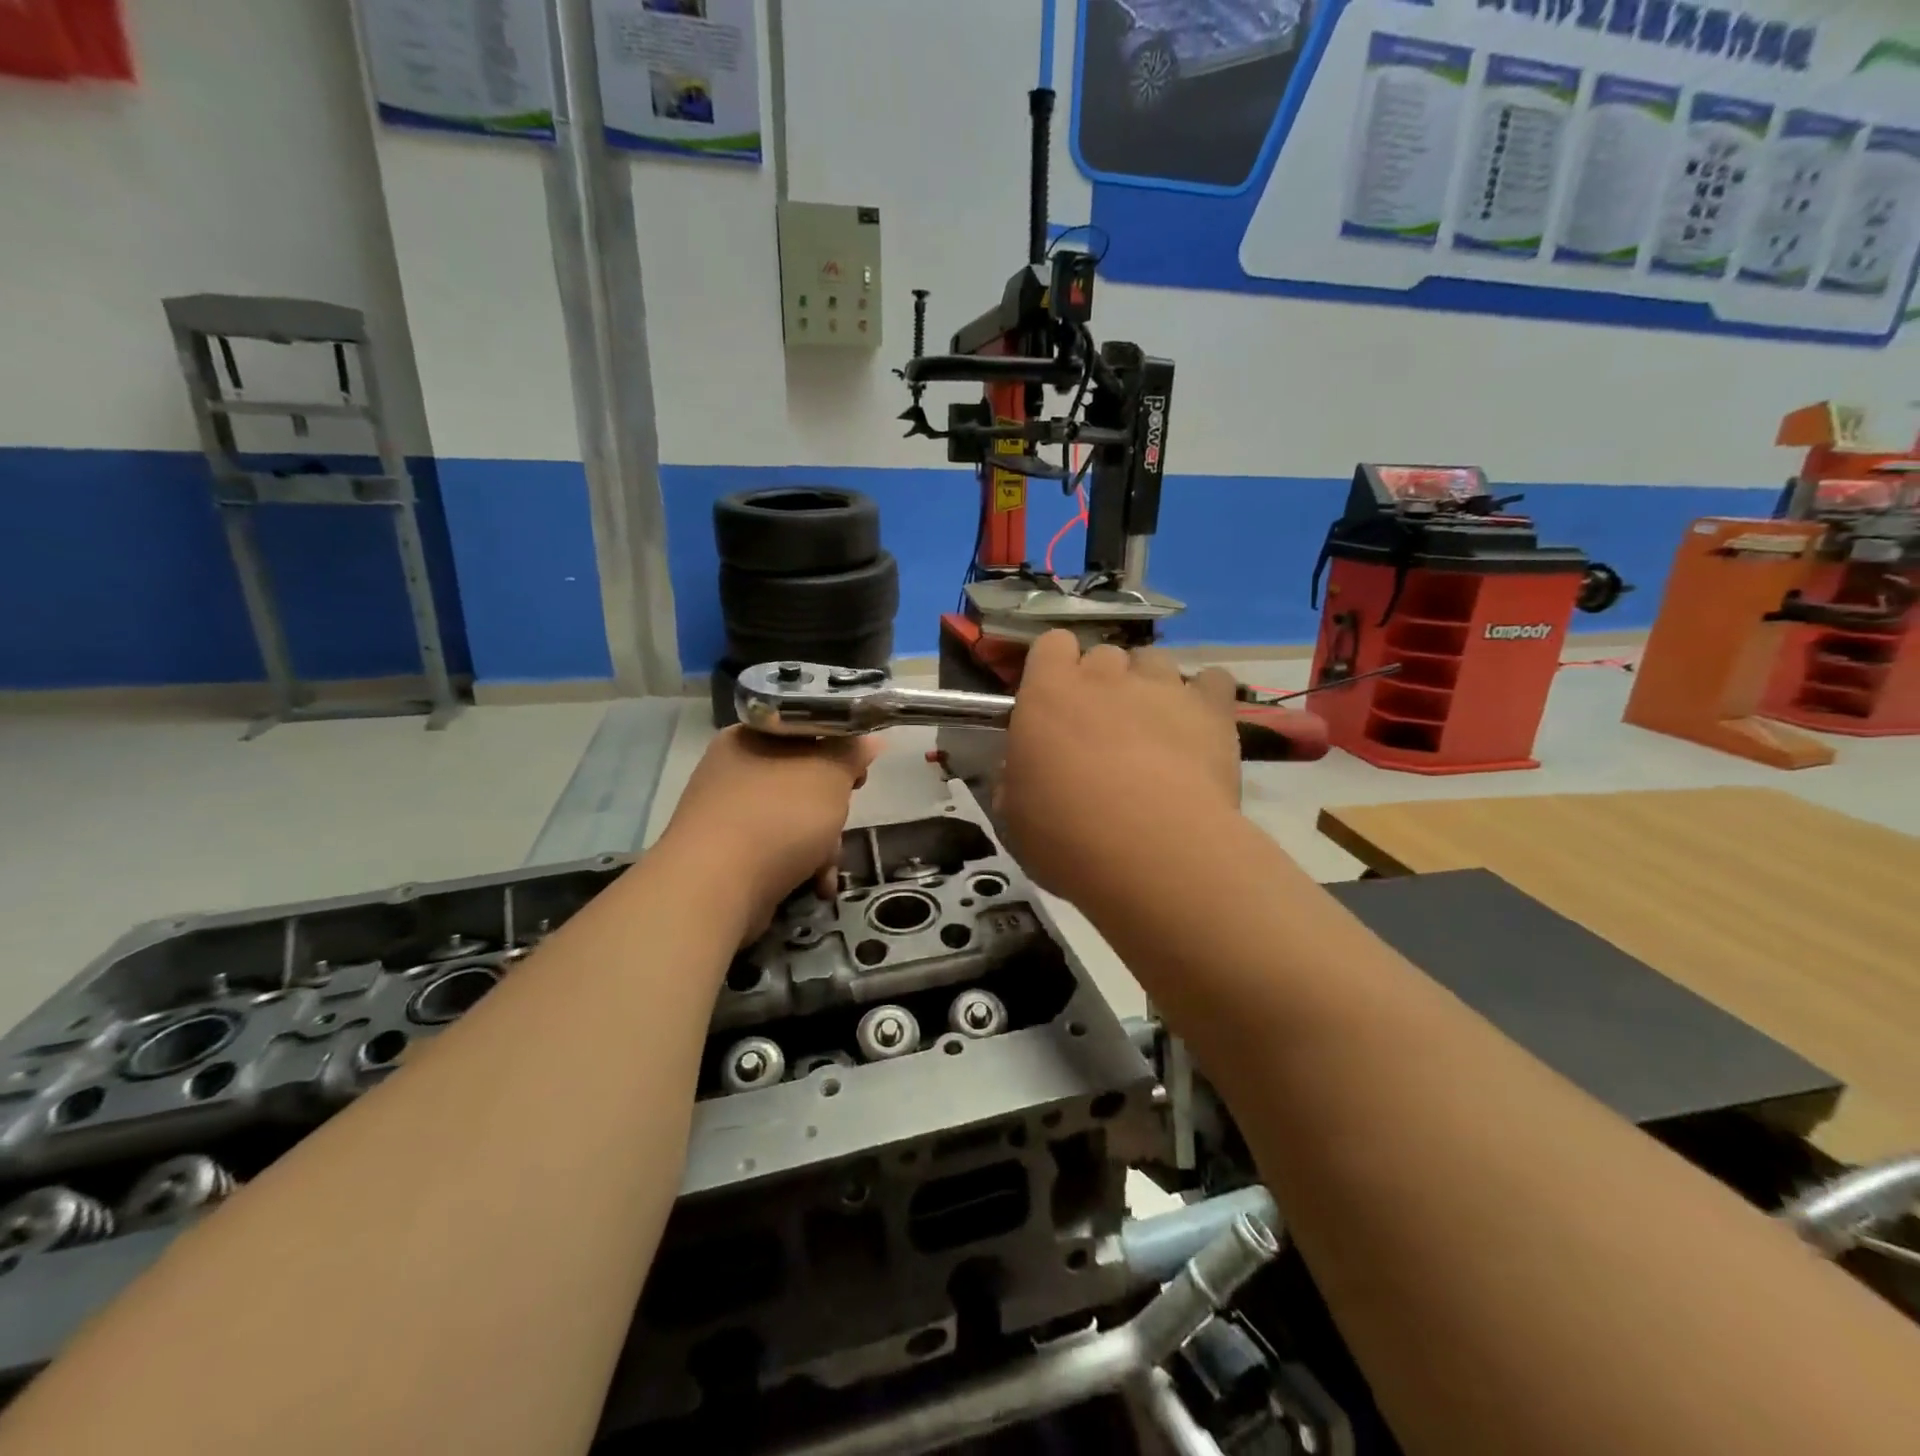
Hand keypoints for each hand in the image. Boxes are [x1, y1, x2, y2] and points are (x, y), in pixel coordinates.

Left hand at [661, 727, 877, 936]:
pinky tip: (815, 884)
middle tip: (843, 818)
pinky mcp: (726, 853)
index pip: (804, 730)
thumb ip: (851, 754)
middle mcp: (733, 770)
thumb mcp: (829, 776)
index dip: (838, 747)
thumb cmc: (778, 816)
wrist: (715, 888)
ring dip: (820, 843)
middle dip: (831, 807)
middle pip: (802, 778)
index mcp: (751, 737)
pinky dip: (798, 864)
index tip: (859, 771)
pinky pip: (775, 848)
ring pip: (792, 817)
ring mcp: (726, 813)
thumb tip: (870, 738)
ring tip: (827, 867)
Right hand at [996, 631, 1239, 907]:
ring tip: (1153, 728)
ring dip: (1149, 685)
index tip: (1054, 702)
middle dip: (1102, 682)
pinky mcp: (1211, 709)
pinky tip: (1199, 726)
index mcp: (1048, 693)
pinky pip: (1212, 680)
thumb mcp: (1013, 816)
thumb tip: (1020, 771)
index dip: (1055, 668)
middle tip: (1102, 728)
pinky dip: (1204, 696)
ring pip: (1154, 661)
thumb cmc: (1068, 837)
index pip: (1051, 644)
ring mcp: (1162, 687)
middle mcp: (1105, 676)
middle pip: (1104, 654)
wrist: (1155, 852)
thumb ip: (1014, 780)